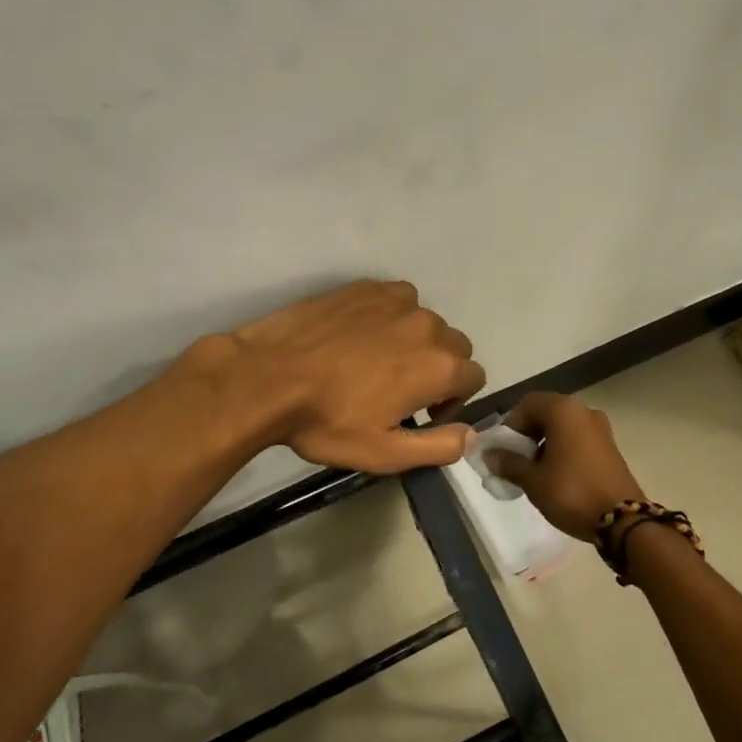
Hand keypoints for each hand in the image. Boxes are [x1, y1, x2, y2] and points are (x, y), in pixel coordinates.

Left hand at [205, 280, 485, 473]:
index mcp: (439, 367)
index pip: (474, 377)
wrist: (266, 378)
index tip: (422, 414)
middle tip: (400, 391)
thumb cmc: (327, 421)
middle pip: (455, 347)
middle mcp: (428, 327)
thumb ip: (439, 446)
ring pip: (426, 322)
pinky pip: (397, 300)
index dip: (453, 400)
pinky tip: (360, 336)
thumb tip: (473, 435)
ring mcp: (396, 301)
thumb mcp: (384, 453)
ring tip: (377, 362)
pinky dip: (391, 317)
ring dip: (415, 341)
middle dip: (439, 369)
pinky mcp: (367, 288)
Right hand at [485, 392, 646, 541]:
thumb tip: (491, 455)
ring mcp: (601, 429)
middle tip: (515, 461)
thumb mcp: (533, 480)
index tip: (503, 451)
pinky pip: (577, 440)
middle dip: (526, 435)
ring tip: (533, 472)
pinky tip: (555, 476)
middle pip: (545, 414)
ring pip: (562, 428)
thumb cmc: (571, 492)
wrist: (622, 520)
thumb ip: (509, 463)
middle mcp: (584, 411)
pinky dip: (562, 451)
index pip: (527, 404)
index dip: (509, 425)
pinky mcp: (610, 447)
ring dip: (544, 444)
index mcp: (564, 411)